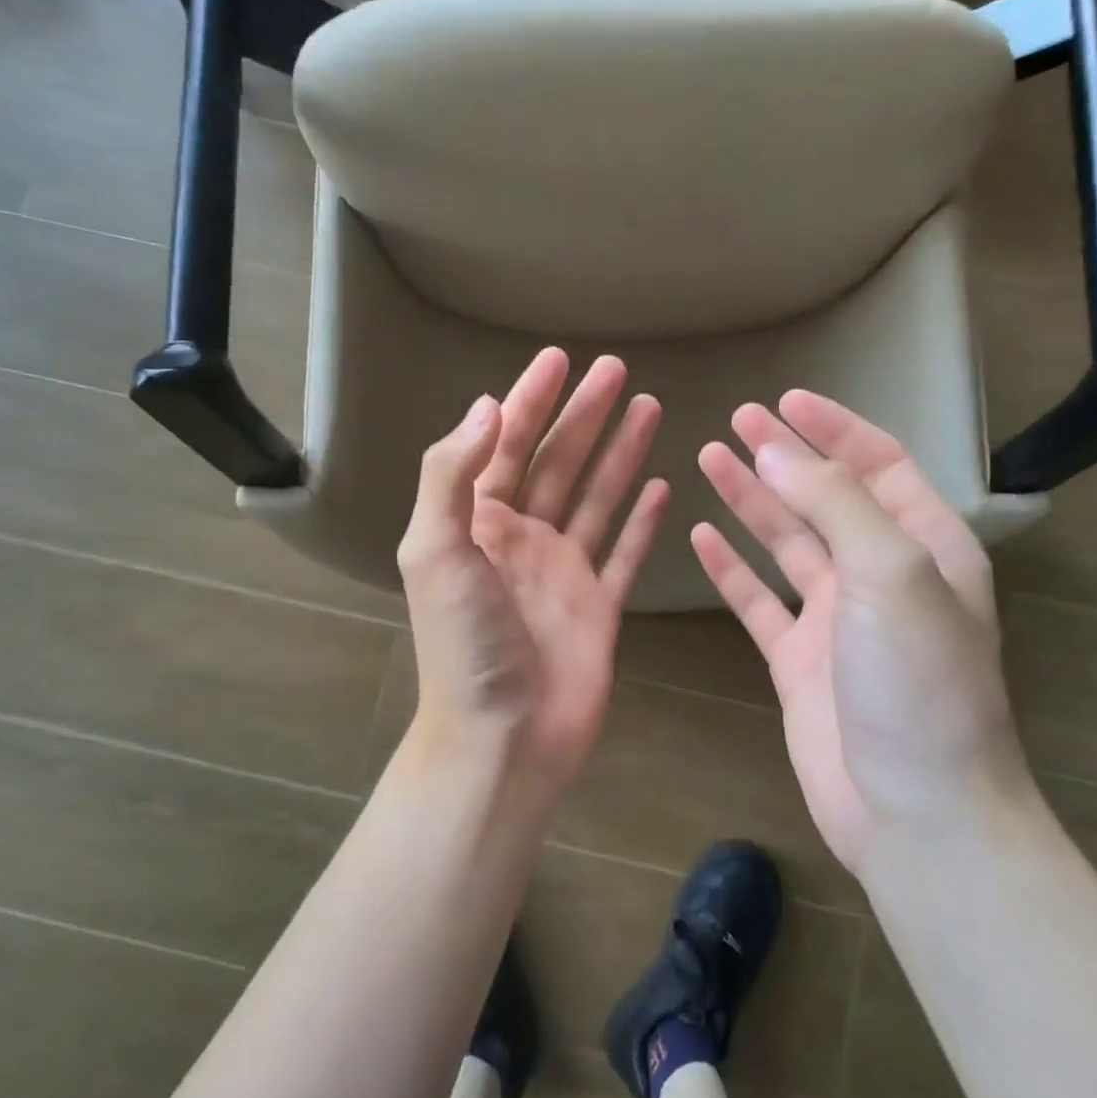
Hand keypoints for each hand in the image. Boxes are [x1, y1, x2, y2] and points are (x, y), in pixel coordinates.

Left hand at [398, 348, 670, 795]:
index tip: (558, 359)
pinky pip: (625, 552)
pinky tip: (661, 487)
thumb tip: (487, 405)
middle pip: (558, 461)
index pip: (506, 444)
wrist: (503, 737)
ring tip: (648, 406)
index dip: (531, 400)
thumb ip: (452, 475)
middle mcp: (521, 539)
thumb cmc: (465, 644)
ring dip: (619, 452)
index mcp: (477, 522)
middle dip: (583, 414)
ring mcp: (563, 572)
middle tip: (615, 368)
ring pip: (596, 497)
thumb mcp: (435, 550)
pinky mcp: (599, 605)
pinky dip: (642, 521)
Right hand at [691, 391, 1027, 873]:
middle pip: (823, 497)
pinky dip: (730, 568)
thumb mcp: (891, 573)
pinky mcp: (796, 658)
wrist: (913, 810)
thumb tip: (777, 451)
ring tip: (708, 458)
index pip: (877, 465)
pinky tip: (701, 536)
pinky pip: (756, 600)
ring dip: (750, 501)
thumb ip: (835, 503)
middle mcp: (879, 574)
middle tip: (735, 420)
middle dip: (783, 456)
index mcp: (923, 546)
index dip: (833, 429)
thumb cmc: (916, 682)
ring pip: (785, 543)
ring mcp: (834, 618)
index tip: (785, 400)